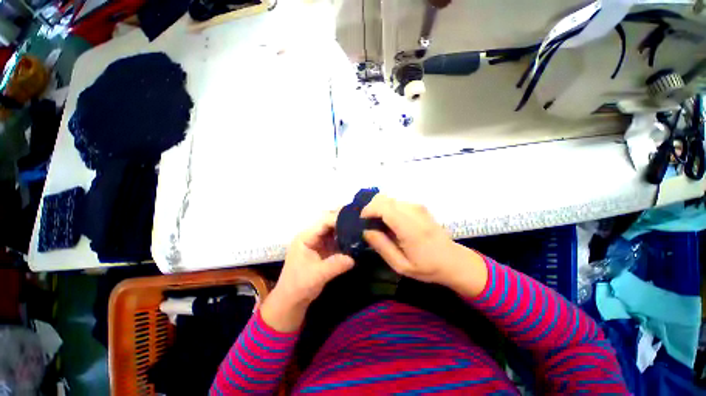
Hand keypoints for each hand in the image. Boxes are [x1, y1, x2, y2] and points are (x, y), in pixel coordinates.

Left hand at [261, 212, 353, 331]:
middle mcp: (312, 237)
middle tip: (360, 224)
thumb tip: (353, 259)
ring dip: (346, 232)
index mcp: (306, 237)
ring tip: (360, 231)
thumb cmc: (299, 285)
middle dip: (344, 224)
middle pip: (330, 225)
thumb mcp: (317, 275)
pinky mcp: (324, 251)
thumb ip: (335, 265)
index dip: (338, 220)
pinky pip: (336, 242)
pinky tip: (355, 242)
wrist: (292, 300)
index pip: (324, 223)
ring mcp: (318, 243)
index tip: (354, 221)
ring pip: (334, 233)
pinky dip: (345, 241)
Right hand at [361, 195, 486, 296]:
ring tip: (378, 224)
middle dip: (371, 208)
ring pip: (388, 198)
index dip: (368, 211)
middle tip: (368, 224)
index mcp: (410, 228)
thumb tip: (366, 230)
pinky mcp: (419, 206)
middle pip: (384, 199)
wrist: (454, 260)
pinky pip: (396, 201)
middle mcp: (414, 211)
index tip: (361, 222)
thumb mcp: (401, 265)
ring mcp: (417, 206)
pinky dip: (387, 208)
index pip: (383, 208)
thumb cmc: (428, 267)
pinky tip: (388, 222)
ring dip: (378, 208)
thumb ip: (382, 246)